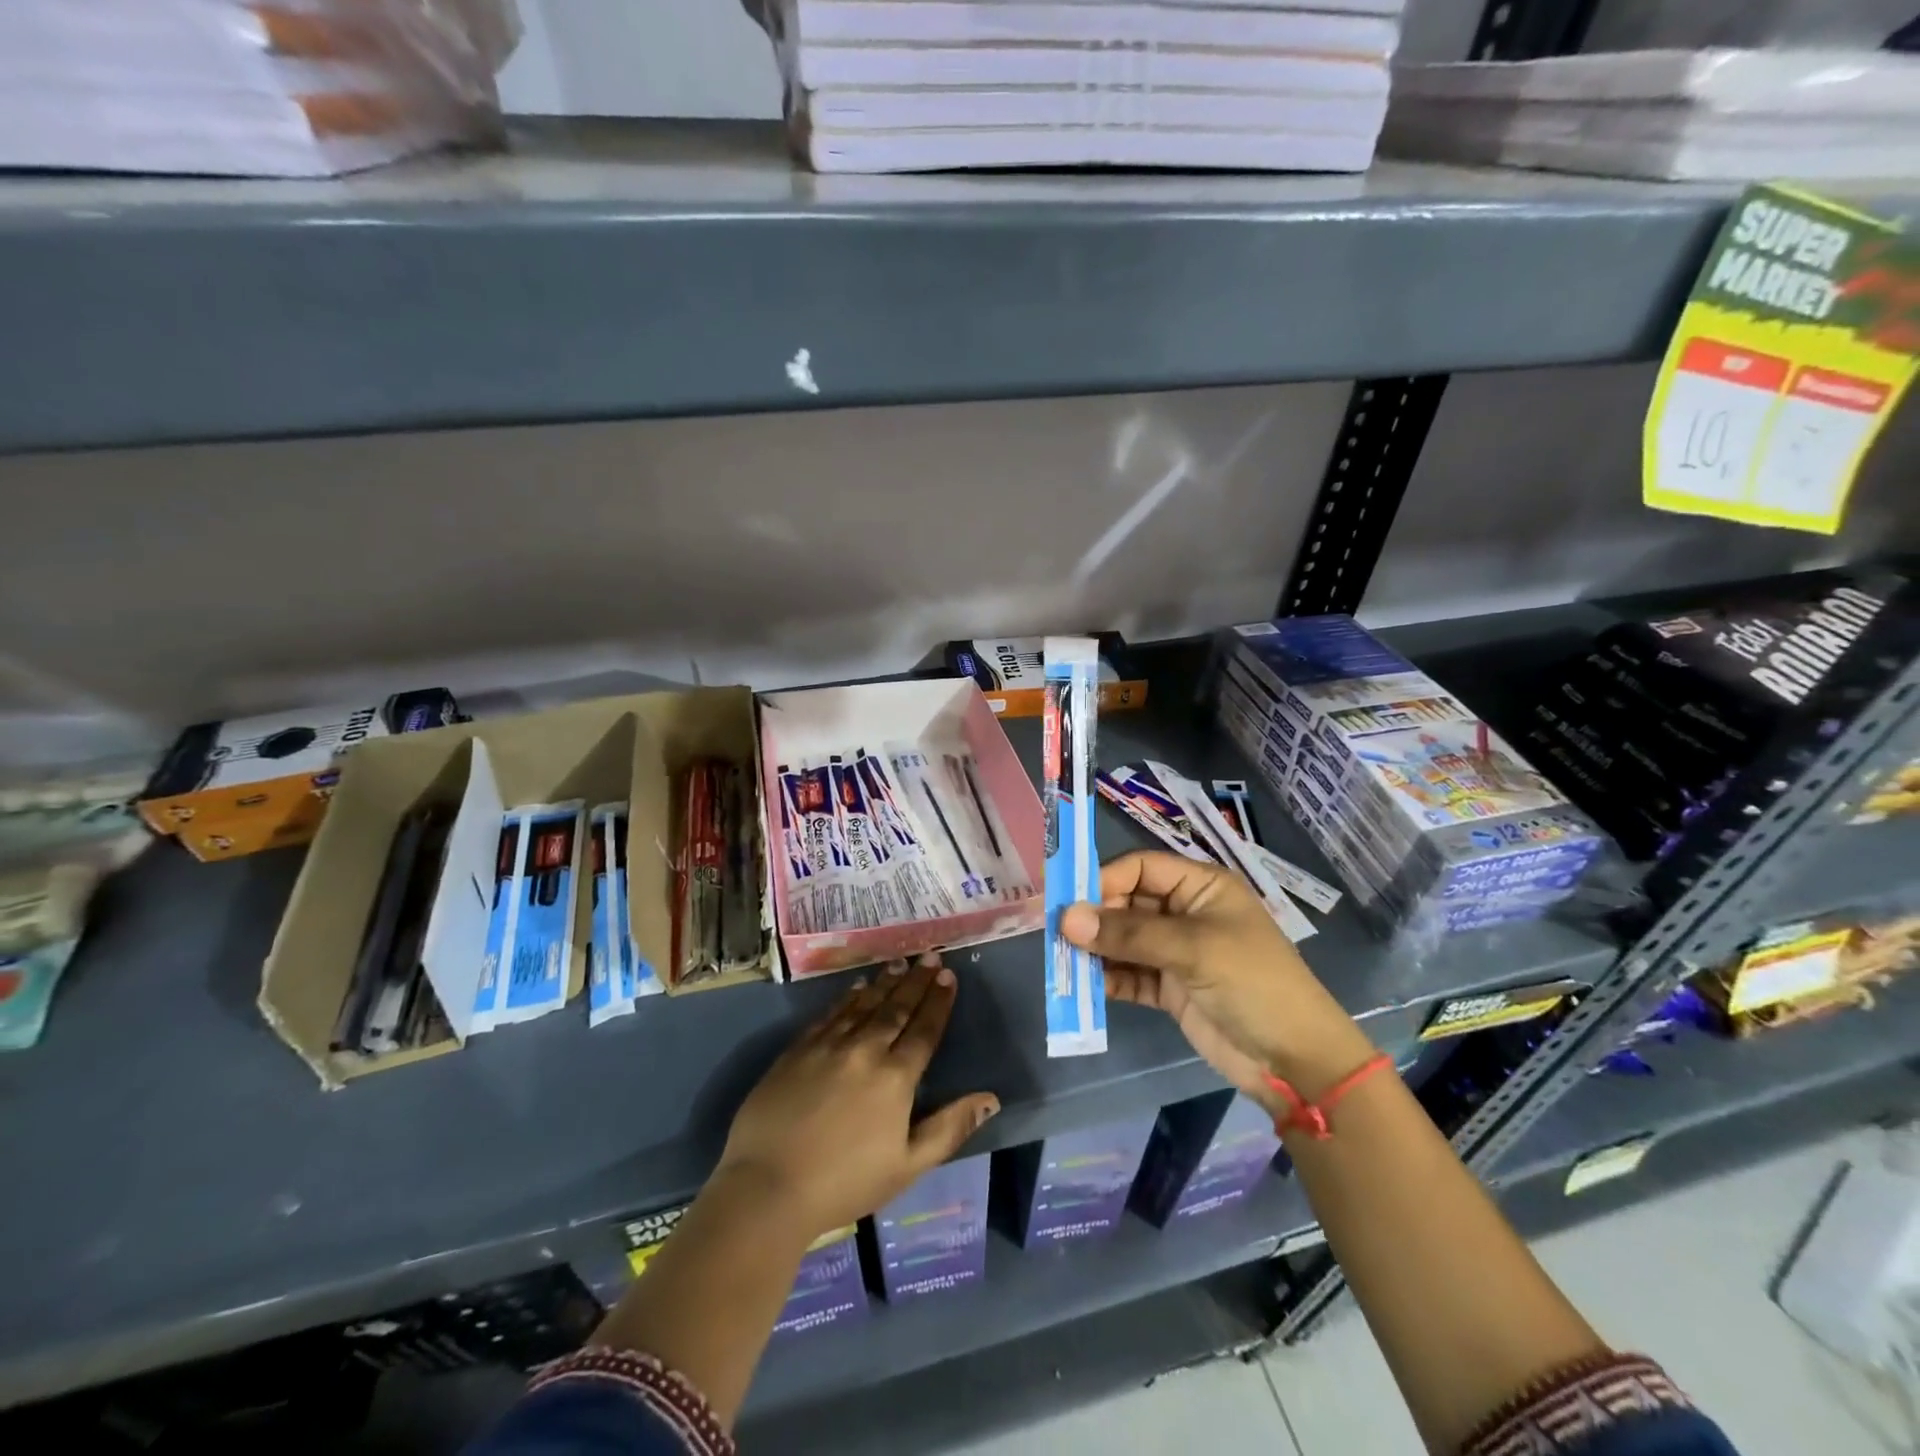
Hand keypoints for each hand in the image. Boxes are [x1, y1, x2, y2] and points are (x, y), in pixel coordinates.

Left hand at [715, 955, 998, 1241]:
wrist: (768, 1186)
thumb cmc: (845, 1183)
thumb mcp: (907, 1166)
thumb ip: (950, 1128)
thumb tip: (990, 1099)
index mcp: (895, 1077)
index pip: (924, 1029)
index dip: (938, 1001)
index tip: (948, 975)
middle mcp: (865, 1050)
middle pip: (896, 1008)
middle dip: (916, 981)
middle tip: (929, 955)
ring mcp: (828, 1046)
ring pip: (863, 1004)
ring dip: (884, 982)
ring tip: (899, 963)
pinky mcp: (797, 1049)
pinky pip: (830, 1014)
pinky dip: (847, 998)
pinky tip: (856, 988)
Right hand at [1060, 851, 1374, 1100]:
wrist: (1295, 1060)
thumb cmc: (1252, 983)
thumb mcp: (1193, 949)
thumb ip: (1128, 934)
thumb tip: (1066, 919)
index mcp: (1200, 886)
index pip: (1141, 867)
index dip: (1104, 880)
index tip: (1068, 901)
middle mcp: (1185, 912)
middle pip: (1127, 903)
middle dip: (1095, 918)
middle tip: (1059, 935)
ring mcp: (1177, 952)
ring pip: (1124, 940)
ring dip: (1096, 950)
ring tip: (1065, 962)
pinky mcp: (1170, 988)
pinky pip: (1130, 974)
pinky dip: (1109, 979)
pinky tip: (1087, 987)